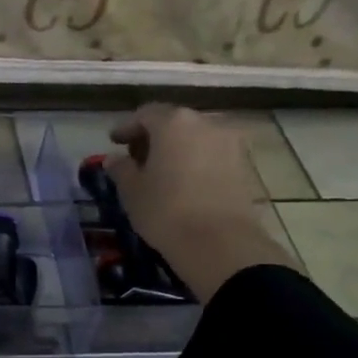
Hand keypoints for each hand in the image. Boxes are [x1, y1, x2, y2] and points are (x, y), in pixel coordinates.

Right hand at [105, 104, 294, 301]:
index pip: (145, 114)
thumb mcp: (131, 190)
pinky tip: (183, 182)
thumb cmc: (166, 210)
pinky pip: (211, 155)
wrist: (221, 243)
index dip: (127, 127)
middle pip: (174, 122)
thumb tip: (114, 159)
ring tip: (160, 172)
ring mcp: (230, 143)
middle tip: (136, 157)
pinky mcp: (244, 165)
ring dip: (176, 149)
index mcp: (174, 123)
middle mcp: (206, 123)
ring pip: (195, 138)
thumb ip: (121, 169)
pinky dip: (194, 161)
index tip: (114, 142)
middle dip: (153, 136)